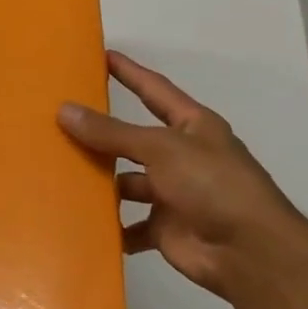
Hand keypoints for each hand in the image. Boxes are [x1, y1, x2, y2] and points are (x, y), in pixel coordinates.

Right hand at [59, 50, 307, 298]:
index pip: (154, 90)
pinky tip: (78, 220)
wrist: (249, 252)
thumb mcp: (160, 148)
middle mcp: (182, 157)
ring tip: (58, 173)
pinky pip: (128, 225)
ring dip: (100, 183)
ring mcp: (173, 194)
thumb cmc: (212, 185)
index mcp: (192, 127)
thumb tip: (65, 110)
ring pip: (126, 183)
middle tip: (58, 123)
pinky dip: (109, 226)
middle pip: (133, 140)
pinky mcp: (164, 229)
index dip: (130, 73)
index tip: (101, 56)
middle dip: (102, 135)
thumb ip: (112, 132)